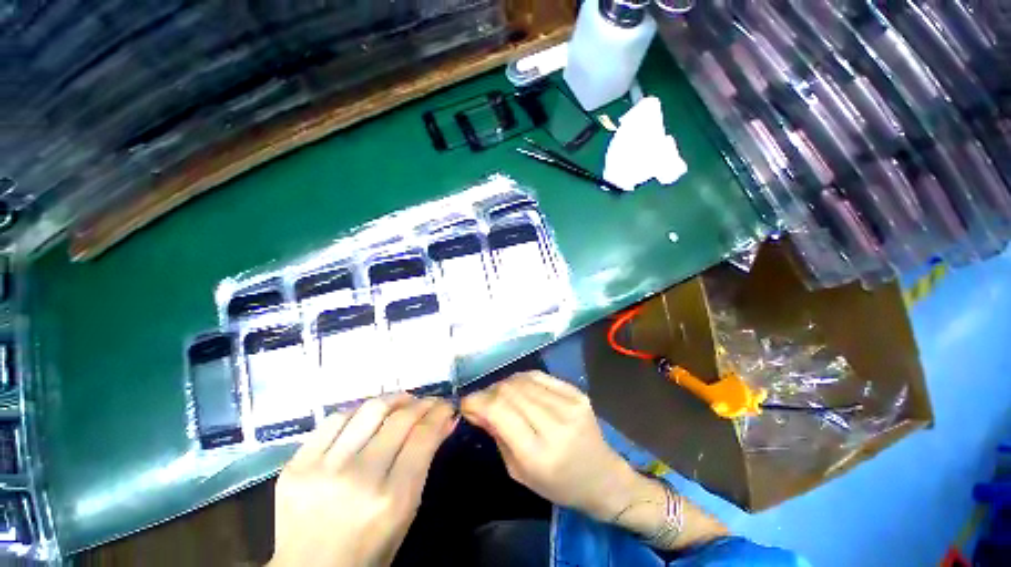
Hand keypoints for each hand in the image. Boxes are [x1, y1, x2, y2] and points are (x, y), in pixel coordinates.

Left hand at [269, 395, 456, 566]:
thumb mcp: (406, 512)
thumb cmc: (369, 551)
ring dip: (394, 399)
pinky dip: (360, 411)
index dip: (439, 413)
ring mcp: (322, 469)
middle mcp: (358, 478)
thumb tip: (445, 421)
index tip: (446, 405)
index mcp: (391, 499)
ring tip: (403, 401)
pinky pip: (335, 419)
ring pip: (369, 409)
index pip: (423, 436)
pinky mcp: (296, 464)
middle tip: (430, 402)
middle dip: (422, 403)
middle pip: (399, 418)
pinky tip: (368, 415)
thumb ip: (425, 462)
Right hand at [460, 371, 644, 521]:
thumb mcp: (520, 472)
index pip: (499, 412)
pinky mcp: (577, 392)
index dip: (477, 401)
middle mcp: (555, 423)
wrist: (603, 477)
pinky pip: (539, 376)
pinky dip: (522, 379)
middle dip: (488, 392)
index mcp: (539, 453)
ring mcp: (569, 404)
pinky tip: (518, 388)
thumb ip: (497, 436)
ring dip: (504, 384)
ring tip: (498, 394)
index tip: (466, 403)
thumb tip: (477, 408)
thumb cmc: (558, 485)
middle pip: (510, 391)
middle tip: (481, 401)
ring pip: (523, 379)